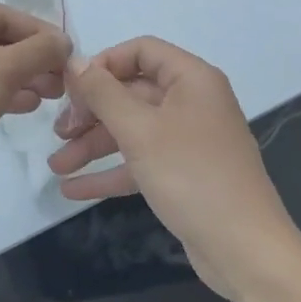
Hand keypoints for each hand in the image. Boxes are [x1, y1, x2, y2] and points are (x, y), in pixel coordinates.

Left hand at [0, 0, 71, 210]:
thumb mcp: (1, 70)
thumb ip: (38, 51)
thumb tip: (64, 41)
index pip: (5, 15)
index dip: (42, 34)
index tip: (72, 54)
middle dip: (32, 59)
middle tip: (64, 80)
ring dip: (21, 77)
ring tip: (52, 95)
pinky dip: (1, 92)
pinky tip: (27, 105)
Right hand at [49, 37, 297, 299]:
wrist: (245, 250)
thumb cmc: (191, 176)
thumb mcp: (139, 130)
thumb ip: (102, 92)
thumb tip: (73, 61)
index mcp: (191, 79)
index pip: (140, 51)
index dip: (103, 64)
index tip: (71, 88)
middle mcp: (192, 103)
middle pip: (131, 92)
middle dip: (91, 112)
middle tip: (58, 132)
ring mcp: (188, 141)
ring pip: (132, 130)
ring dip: (93, 145)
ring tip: (56, 165)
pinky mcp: (183, 175)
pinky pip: (140, 162)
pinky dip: (110, 172)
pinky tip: (73, 189)